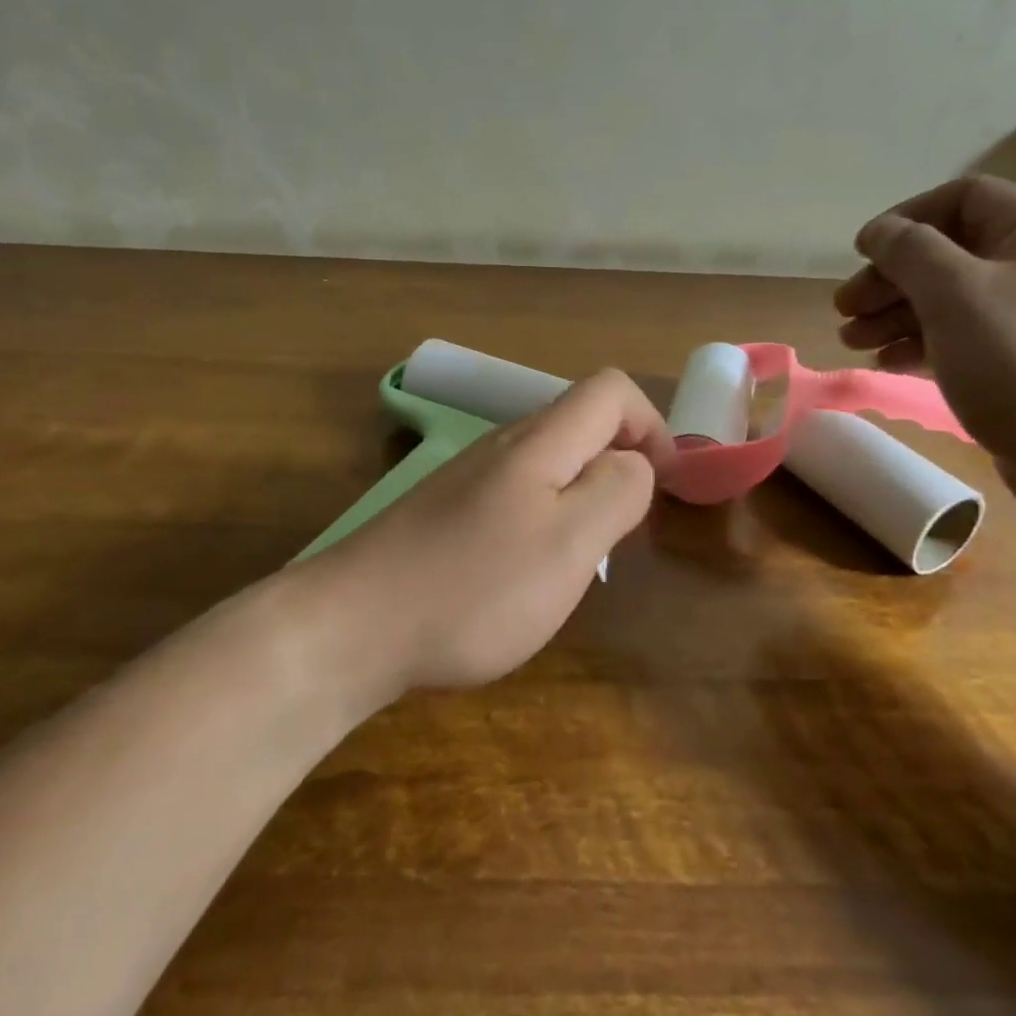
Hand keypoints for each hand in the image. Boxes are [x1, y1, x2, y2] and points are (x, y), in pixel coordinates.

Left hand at [293, 368, 672, 693]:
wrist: (353, 625)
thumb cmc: (475, 588)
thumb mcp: (570, 545)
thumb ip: (616, 492)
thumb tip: (633, 463)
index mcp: (539, 442)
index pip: (610, 390)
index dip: (650, 425)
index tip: (662, 485)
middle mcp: (503, 445)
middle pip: (580, 424)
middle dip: (618, 466)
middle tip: (621, 534)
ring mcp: (469, 477)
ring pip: (549, 463)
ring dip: (581, 496)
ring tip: (578, 560)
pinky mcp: (446, 511)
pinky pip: (516, 495)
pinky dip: (543, 519)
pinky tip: (525, 573)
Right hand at [833, 176, 1015, 503]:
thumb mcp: (956, 295)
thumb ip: (910, 252)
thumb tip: (879, 229)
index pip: (963, 197)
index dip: (906, 218)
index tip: (861, 253)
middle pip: (950, 253)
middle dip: (891, 278)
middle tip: (844, 310)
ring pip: (953, 301)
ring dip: (897, 316)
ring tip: (853, 343)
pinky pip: (966, 340)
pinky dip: (923, 346)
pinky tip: (889, 365)